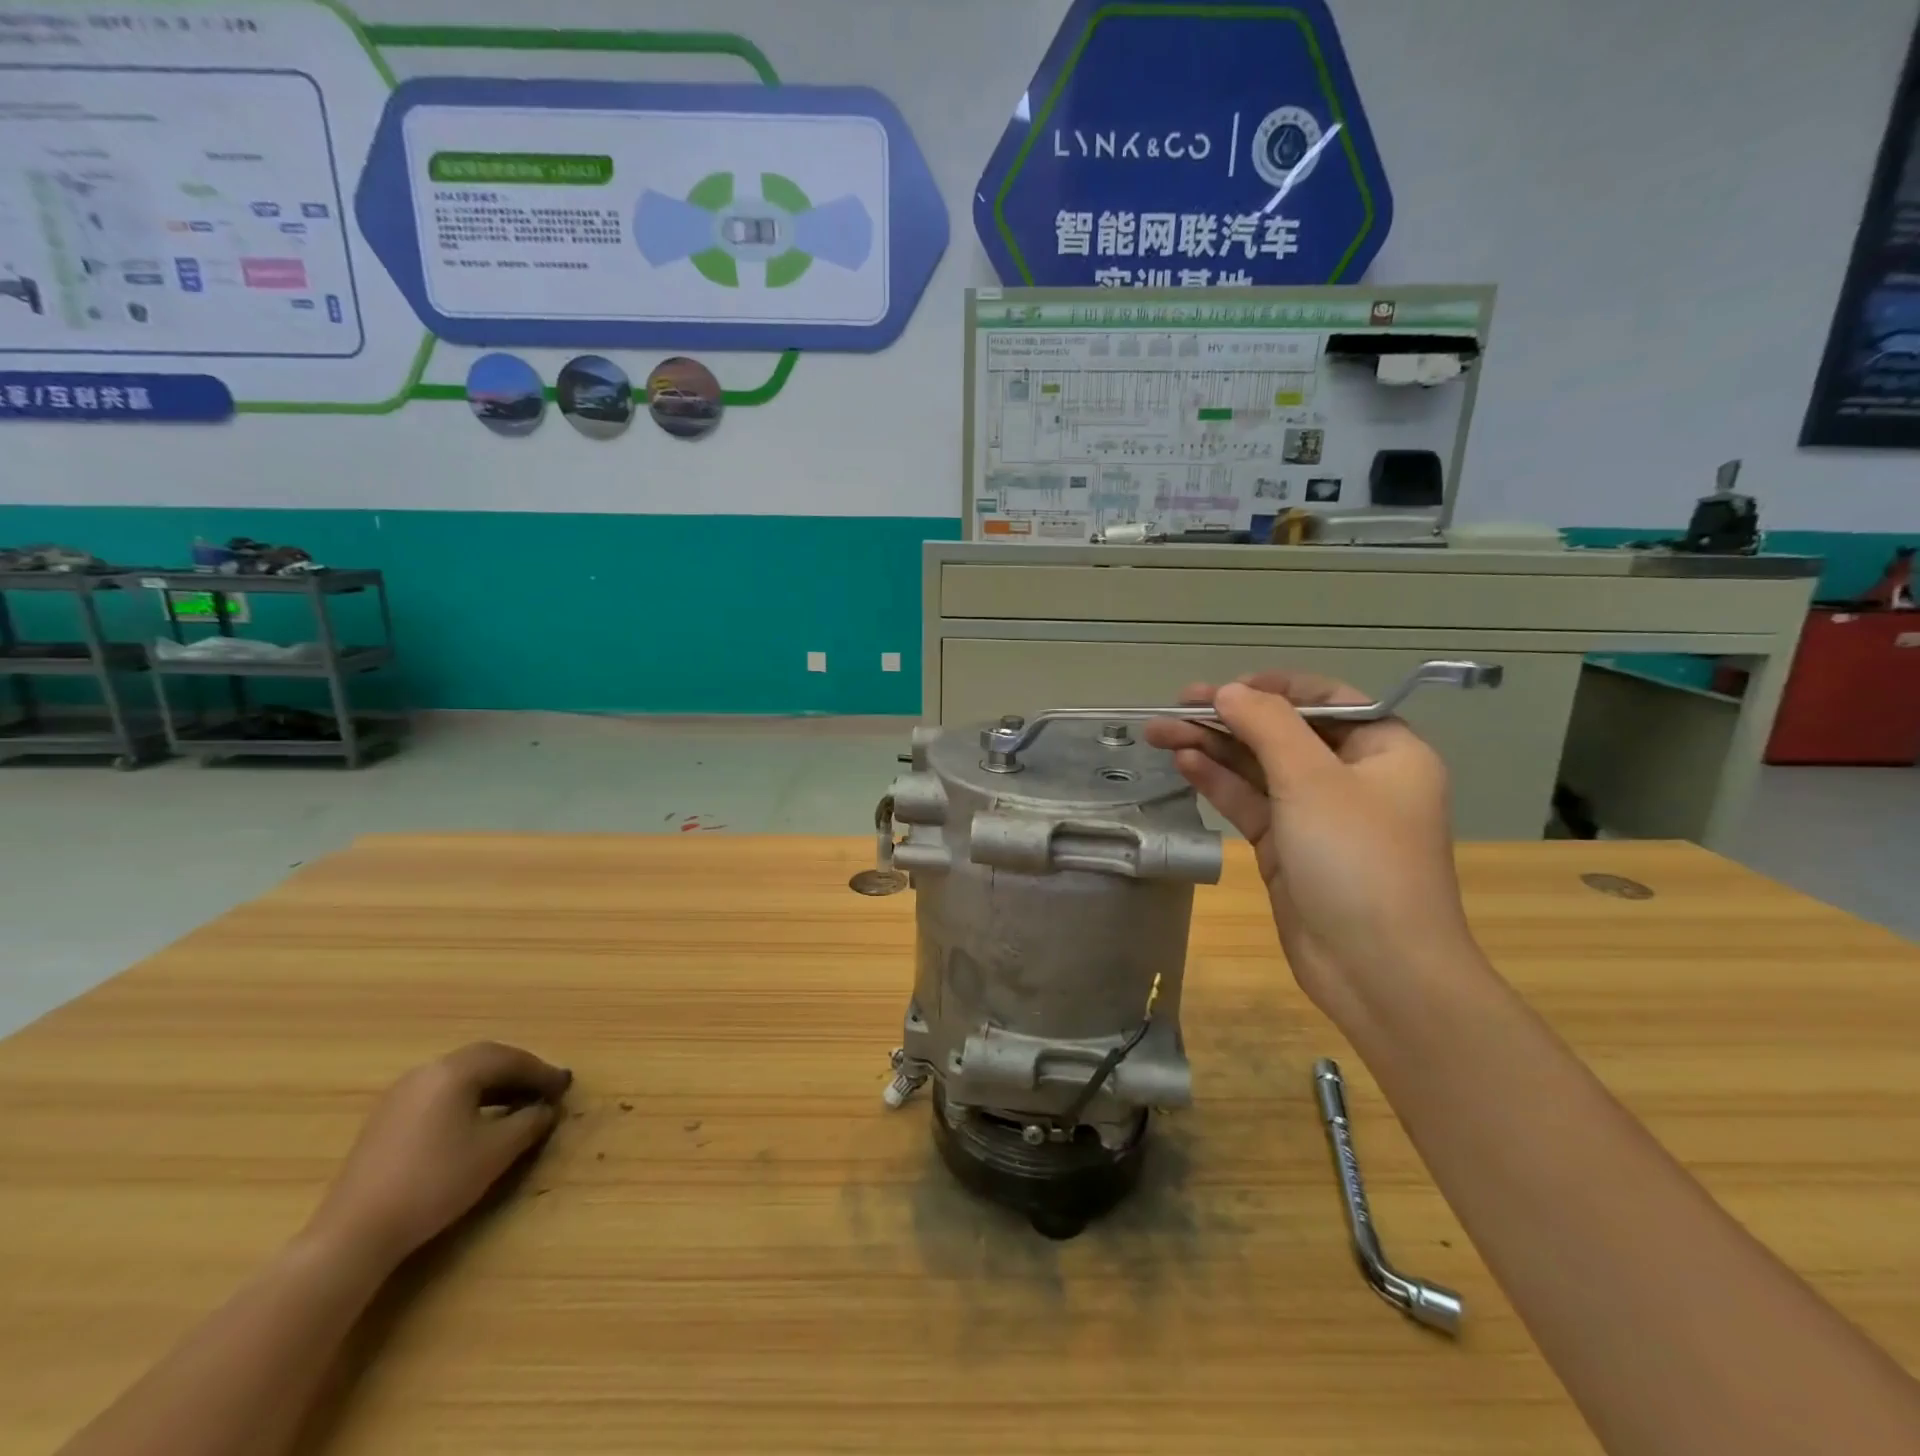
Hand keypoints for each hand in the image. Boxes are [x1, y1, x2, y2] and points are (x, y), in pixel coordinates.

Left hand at [304, 1042, 571, 1268]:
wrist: (353, 1234)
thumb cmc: (434, 1183)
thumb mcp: (496, 1152)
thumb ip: (529, 1122)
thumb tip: (547, 1109)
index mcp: (454, 1071)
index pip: (510, 1059)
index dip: (542, 1072)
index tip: (565, 1087)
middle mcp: (427, 1071)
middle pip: (484, 1060)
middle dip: (519, 1072)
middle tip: (544, 1090)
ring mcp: (401, 1094)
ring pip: (460, 1077)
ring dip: (494, 1085)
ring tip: (517, 1105)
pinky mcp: (386, 1119)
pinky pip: (440, 1093)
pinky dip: (468, 1098)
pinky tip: (478, 1121)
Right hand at [1146, 673, 1478, 1026]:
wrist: (1376, 969)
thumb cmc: (1357, 860)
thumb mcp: (1313, 780)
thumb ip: (1268, 726)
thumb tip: (1228, 691)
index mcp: (1385, 751)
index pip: (1326, 700)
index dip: (1273, 689)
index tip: (1224, 688)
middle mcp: (1353, 777)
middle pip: (1284, 733)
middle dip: (1229, 719)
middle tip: (1173, 707)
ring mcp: (1318, 815)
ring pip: (1259, 769)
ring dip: (1214, 749)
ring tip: (1159, 732)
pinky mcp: (1288, 849)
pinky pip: (1251, 804)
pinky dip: (1219, 783)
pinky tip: (1184, 763)